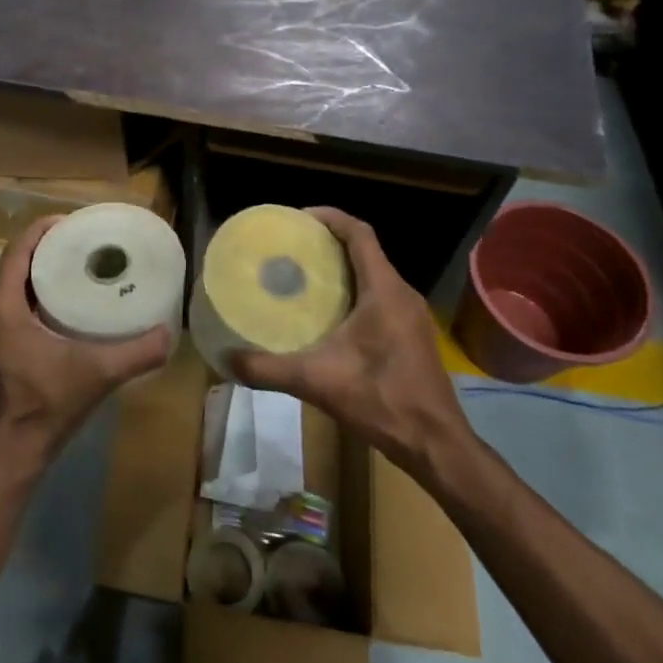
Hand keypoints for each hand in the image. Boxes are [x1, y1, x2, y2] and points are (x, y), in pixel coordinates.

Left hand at [0, 215, 172, 480]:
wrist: (15, 452)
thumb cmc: (46, 405)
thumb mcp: (97, 373)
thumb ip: (137, 353)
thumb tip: (169, 332)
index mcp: (4, 306)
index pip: (19, 249)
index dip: (43, 228)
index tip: (74, 221)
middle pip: (20, 263)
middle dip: (50, 246)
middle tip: (87, 240)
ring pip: (19, 284)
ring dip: (45, 270)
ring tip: (83, 263)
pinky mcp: (3, 346)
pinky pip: (20, 304)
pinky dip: (42, 293)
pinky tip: (72, 302)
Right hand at [226, 207, 474, 479]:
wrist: (435, 445)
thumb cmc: (382, 401)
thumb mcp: (317, 382)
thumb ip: (269, 370)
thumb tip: (226, 360)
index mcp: (384, 290)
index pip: (360, 233)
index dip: (330, 217)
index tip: (298, 218)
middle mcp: (402, 294)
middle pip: (366, 250)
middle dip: (330, 242)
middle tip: (292, 248)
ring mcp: (412, 315)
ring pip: (375, 274)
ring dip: (343, 268)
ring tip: (304, 276)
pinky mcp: (413, 334)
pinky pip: (381, 296)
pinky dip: (355, 291)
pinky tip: (330, 314)